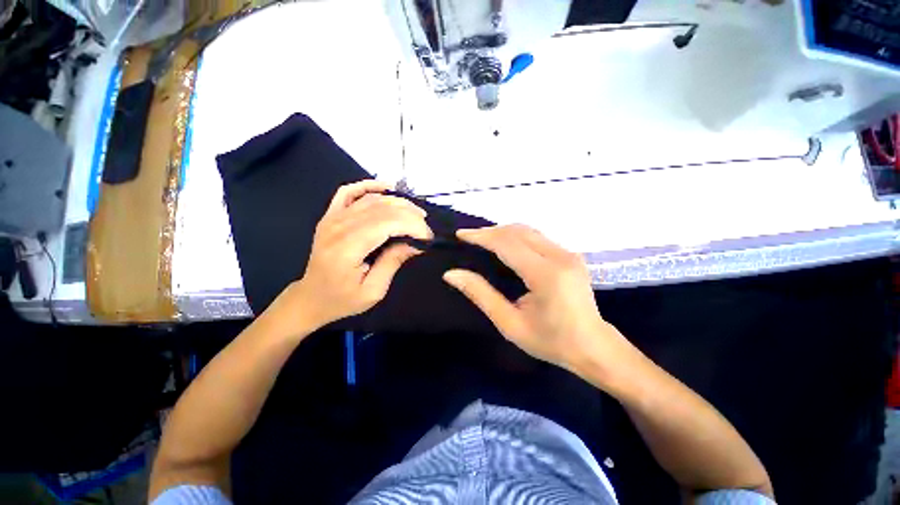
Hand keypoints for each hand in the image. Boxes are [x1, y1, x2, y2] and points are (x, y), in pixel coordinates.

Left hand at [285, 180, 432, 327]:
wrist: (311, 298)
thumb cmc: (342, 299)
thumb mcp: (374, 290)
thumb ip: (393, 262)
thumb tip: (416, 244)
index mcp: (347, 248)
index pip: (387, 223)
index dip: (412, 226)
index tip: (428, 238)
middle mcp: (338, 227)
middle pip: (382, 208)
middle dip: (410, 215)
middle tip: (425, 228)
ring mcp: (332, 218)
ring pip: (371, 199)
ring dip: (398, 203)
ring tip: (416, 214)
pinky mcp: (330, 215)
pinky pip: (349, 191)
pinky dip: (369, 186)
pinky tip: (387, 187)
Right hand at [443, 224, 630, 373]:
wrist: (594, 347)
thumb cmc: (550, 342)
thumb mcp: (509, 324)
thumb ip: (480, 294)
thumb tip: (452, 274)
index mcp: (546, 275)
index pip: (507, 244)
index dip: (481, 236)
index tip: (460, 234)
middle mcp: (560, 257)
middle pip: (518, 231)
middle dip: (490, 231)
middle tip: (469, 238)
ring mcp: (568, 253)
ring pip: (528, 231)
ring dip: (503, 232)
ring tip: (483, 240)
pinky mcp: (570, 255)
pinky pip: (537, 237)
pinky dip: (516, 236)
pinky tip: (504, 245)